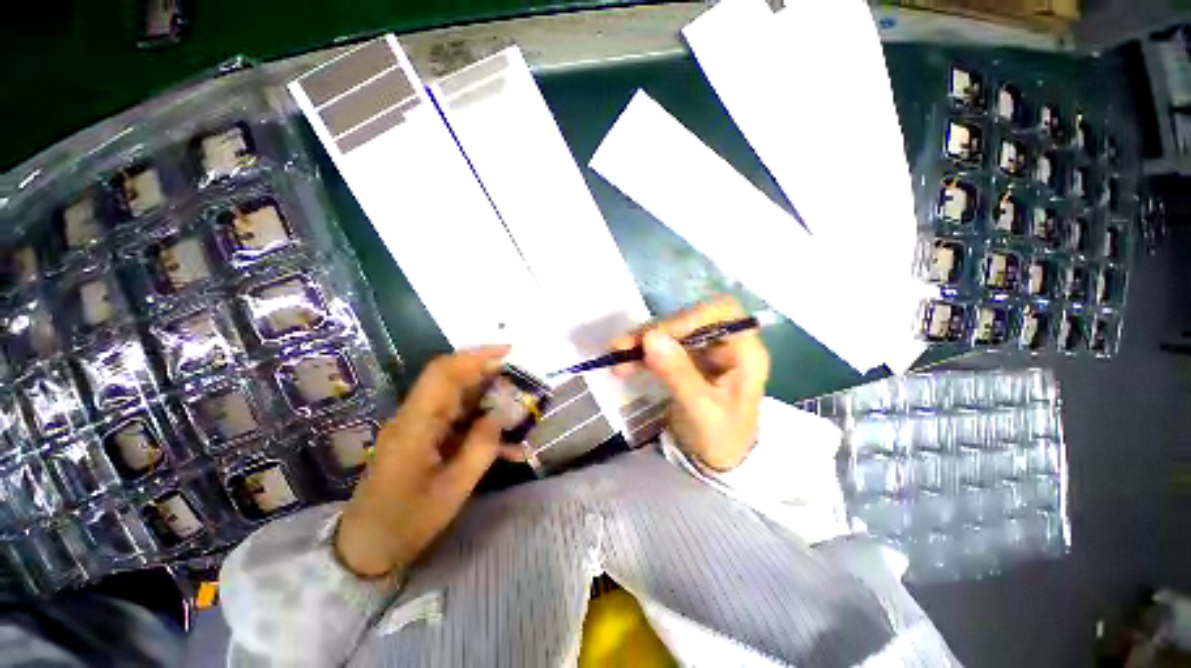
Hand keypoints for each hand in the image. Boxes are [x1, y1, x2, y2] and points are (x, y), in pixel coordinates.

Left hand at [335, 347, 522, 577]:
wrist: (366, 547)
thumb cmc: (406, 522)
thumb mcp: (452, 491)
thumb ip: (480, 449)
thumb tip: (498, 417)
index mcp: (416, 425)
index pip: (444, 374)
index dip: (476, 357)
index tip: (509, 353)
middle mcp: (415, 417)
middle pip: (452, 379)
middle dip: (489, 373)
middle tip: (521, 380)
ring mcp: (419, 426)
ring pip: (459, 398)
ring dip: (489, 398)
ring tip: (519, 408)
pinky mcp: (424, 436)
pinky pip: (457, 420)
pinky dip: (482, 424)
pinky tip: (507, 444)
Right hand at [610, 296, 769, 471]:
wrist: (717, 460)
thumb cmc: (721, 438)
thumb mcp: (701, 410)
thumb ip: (678, 374)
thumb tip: (650, 338)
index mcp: (744, 352)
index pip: (722, 312)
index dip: (689, 317)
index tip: (657, 335)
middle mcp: (724, 343)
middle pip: (689, 320)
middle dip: (655, 331)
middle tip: (623, 347)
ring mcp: (704, 350)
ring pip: (671, 332)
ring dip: (642, 341)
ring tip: (616, 354)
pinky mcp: (686, 359)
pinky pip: (661, 347)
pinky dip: (641, 352)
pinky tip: (622, 361)